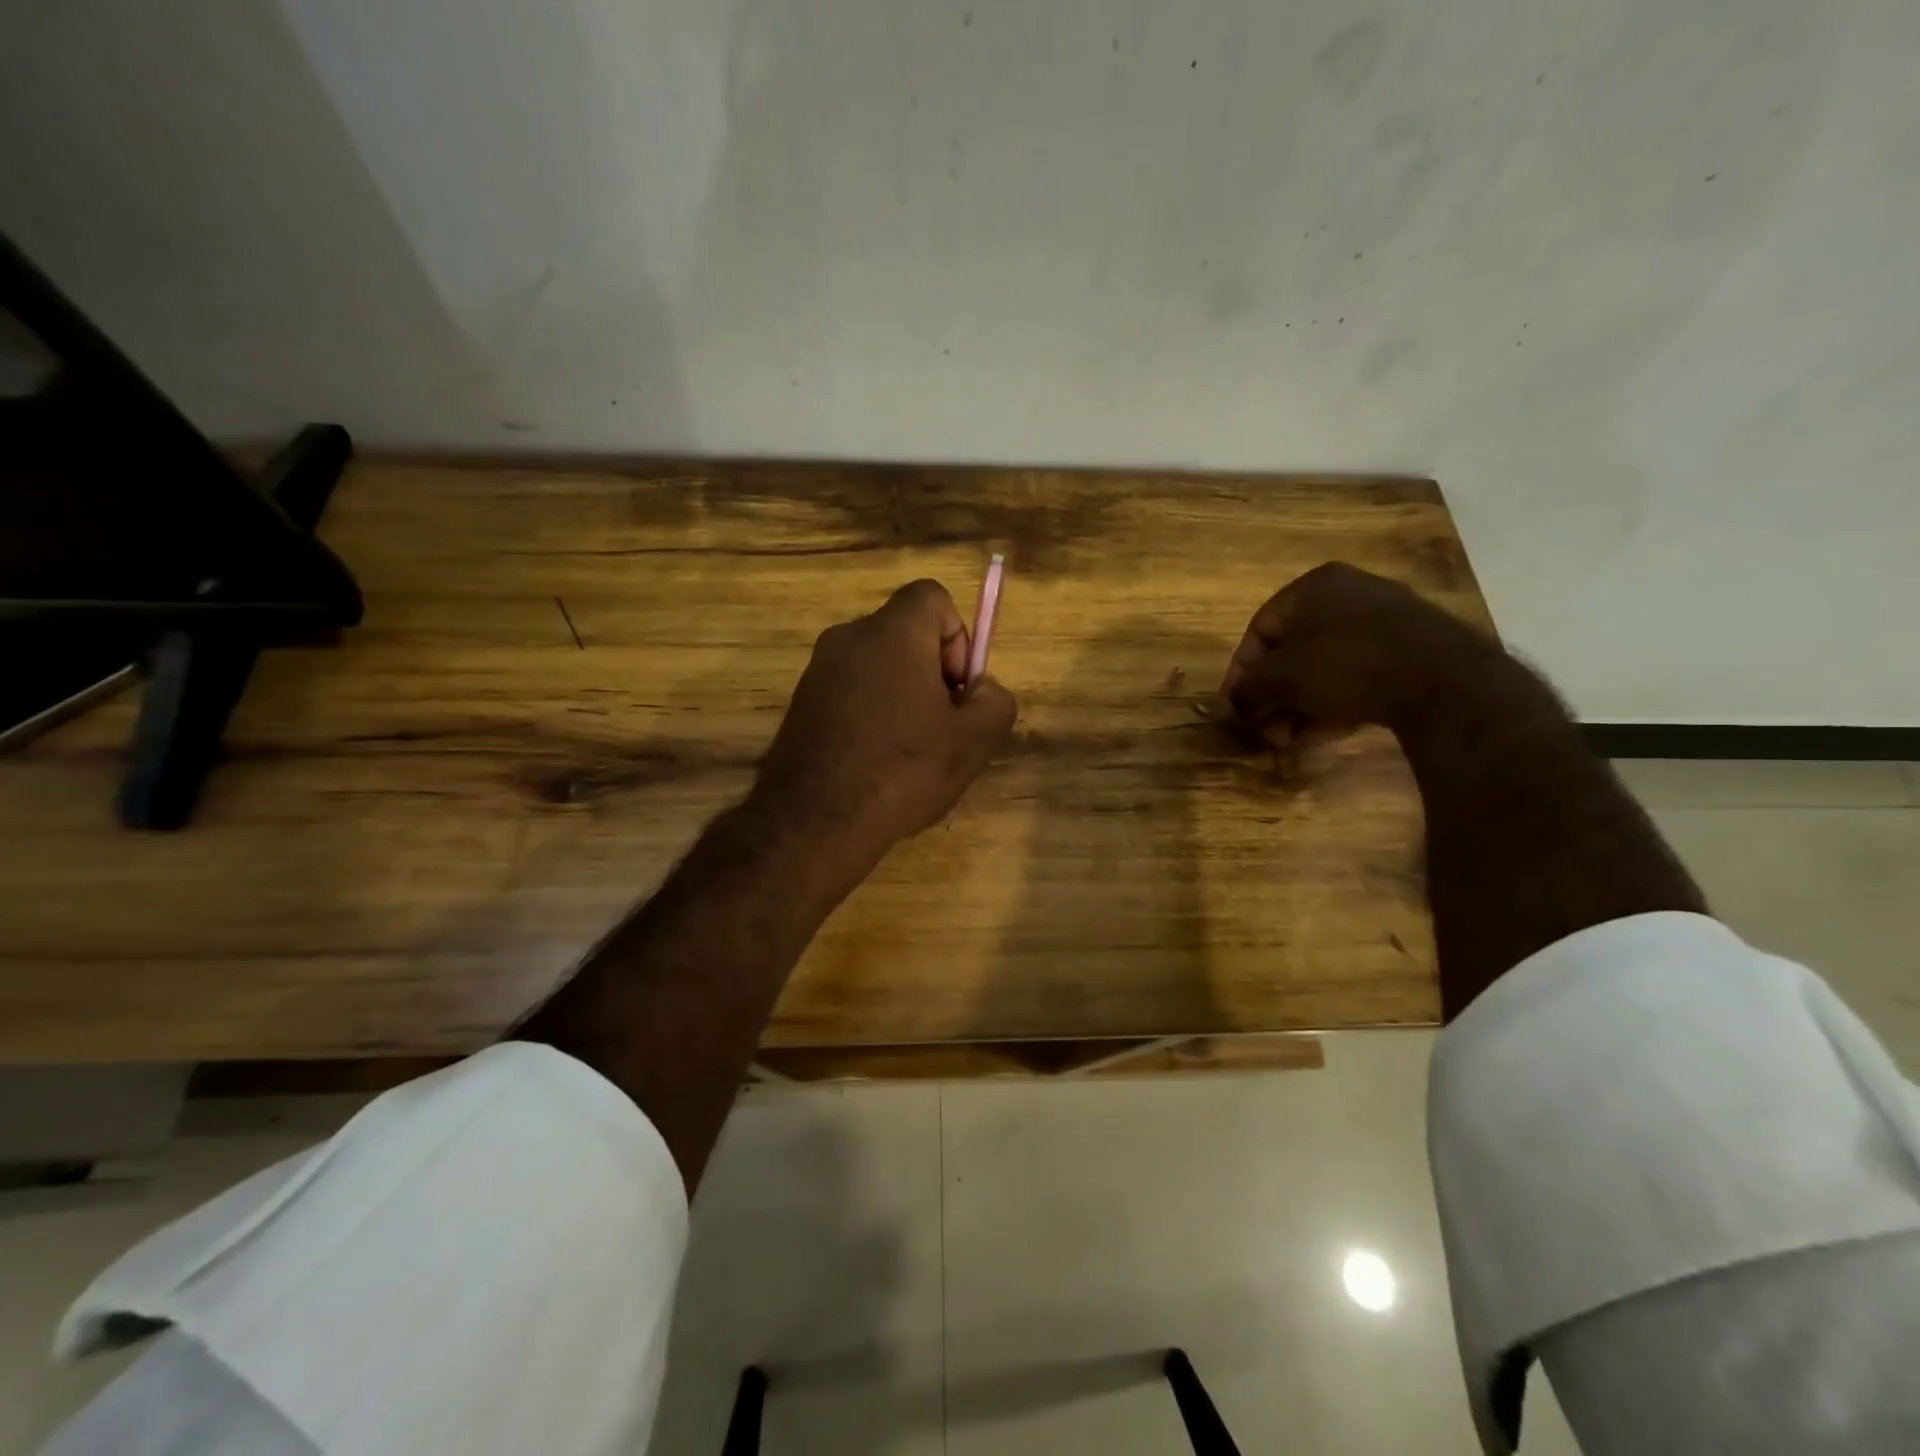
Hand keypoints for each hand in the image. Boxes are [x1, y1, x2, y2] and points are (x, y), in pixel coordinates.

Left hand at [754, 579, 1017, 867]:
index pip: (932, 596)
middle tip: (941, 725)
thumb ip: (995, 701)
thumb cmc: (901, 770)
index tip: (956, 688)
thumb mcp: (973, 741)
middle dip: (933, 671)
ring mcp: (818, 669)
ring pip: (878, 664)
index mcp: (892, 632)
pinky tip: (876, 761)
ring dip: (902, 694)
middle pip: (906, 633)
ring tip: (909, 751)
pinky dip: (871, 711)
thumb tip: (982, 689)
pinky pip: (851, 690)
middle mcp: (849, 637)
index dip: (957, 636)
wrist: (813, 821)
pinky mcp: (801, 701)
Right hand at [1221, 562, 1487, 738]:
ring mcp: (1386, 620)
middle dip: (1274, 696)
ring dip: (1300, 705)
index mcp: (1313, 586)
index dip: (1240, 672)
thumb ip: (1248, 690)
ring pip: (1324, 666)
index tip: (1235, 707)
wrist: (1444, 681)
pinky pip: (1358, 674)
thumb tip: (1234, 703)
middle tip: (1267, 730)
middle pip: (1292, 651)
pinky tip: (1326, 732)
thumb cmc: (1345, 665)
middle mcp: (1349, 594)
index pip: (1259, 629)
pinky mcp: (1413, 649)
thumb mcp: (1281, 679)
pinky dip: (1335, 701)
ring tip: (1292, 739)